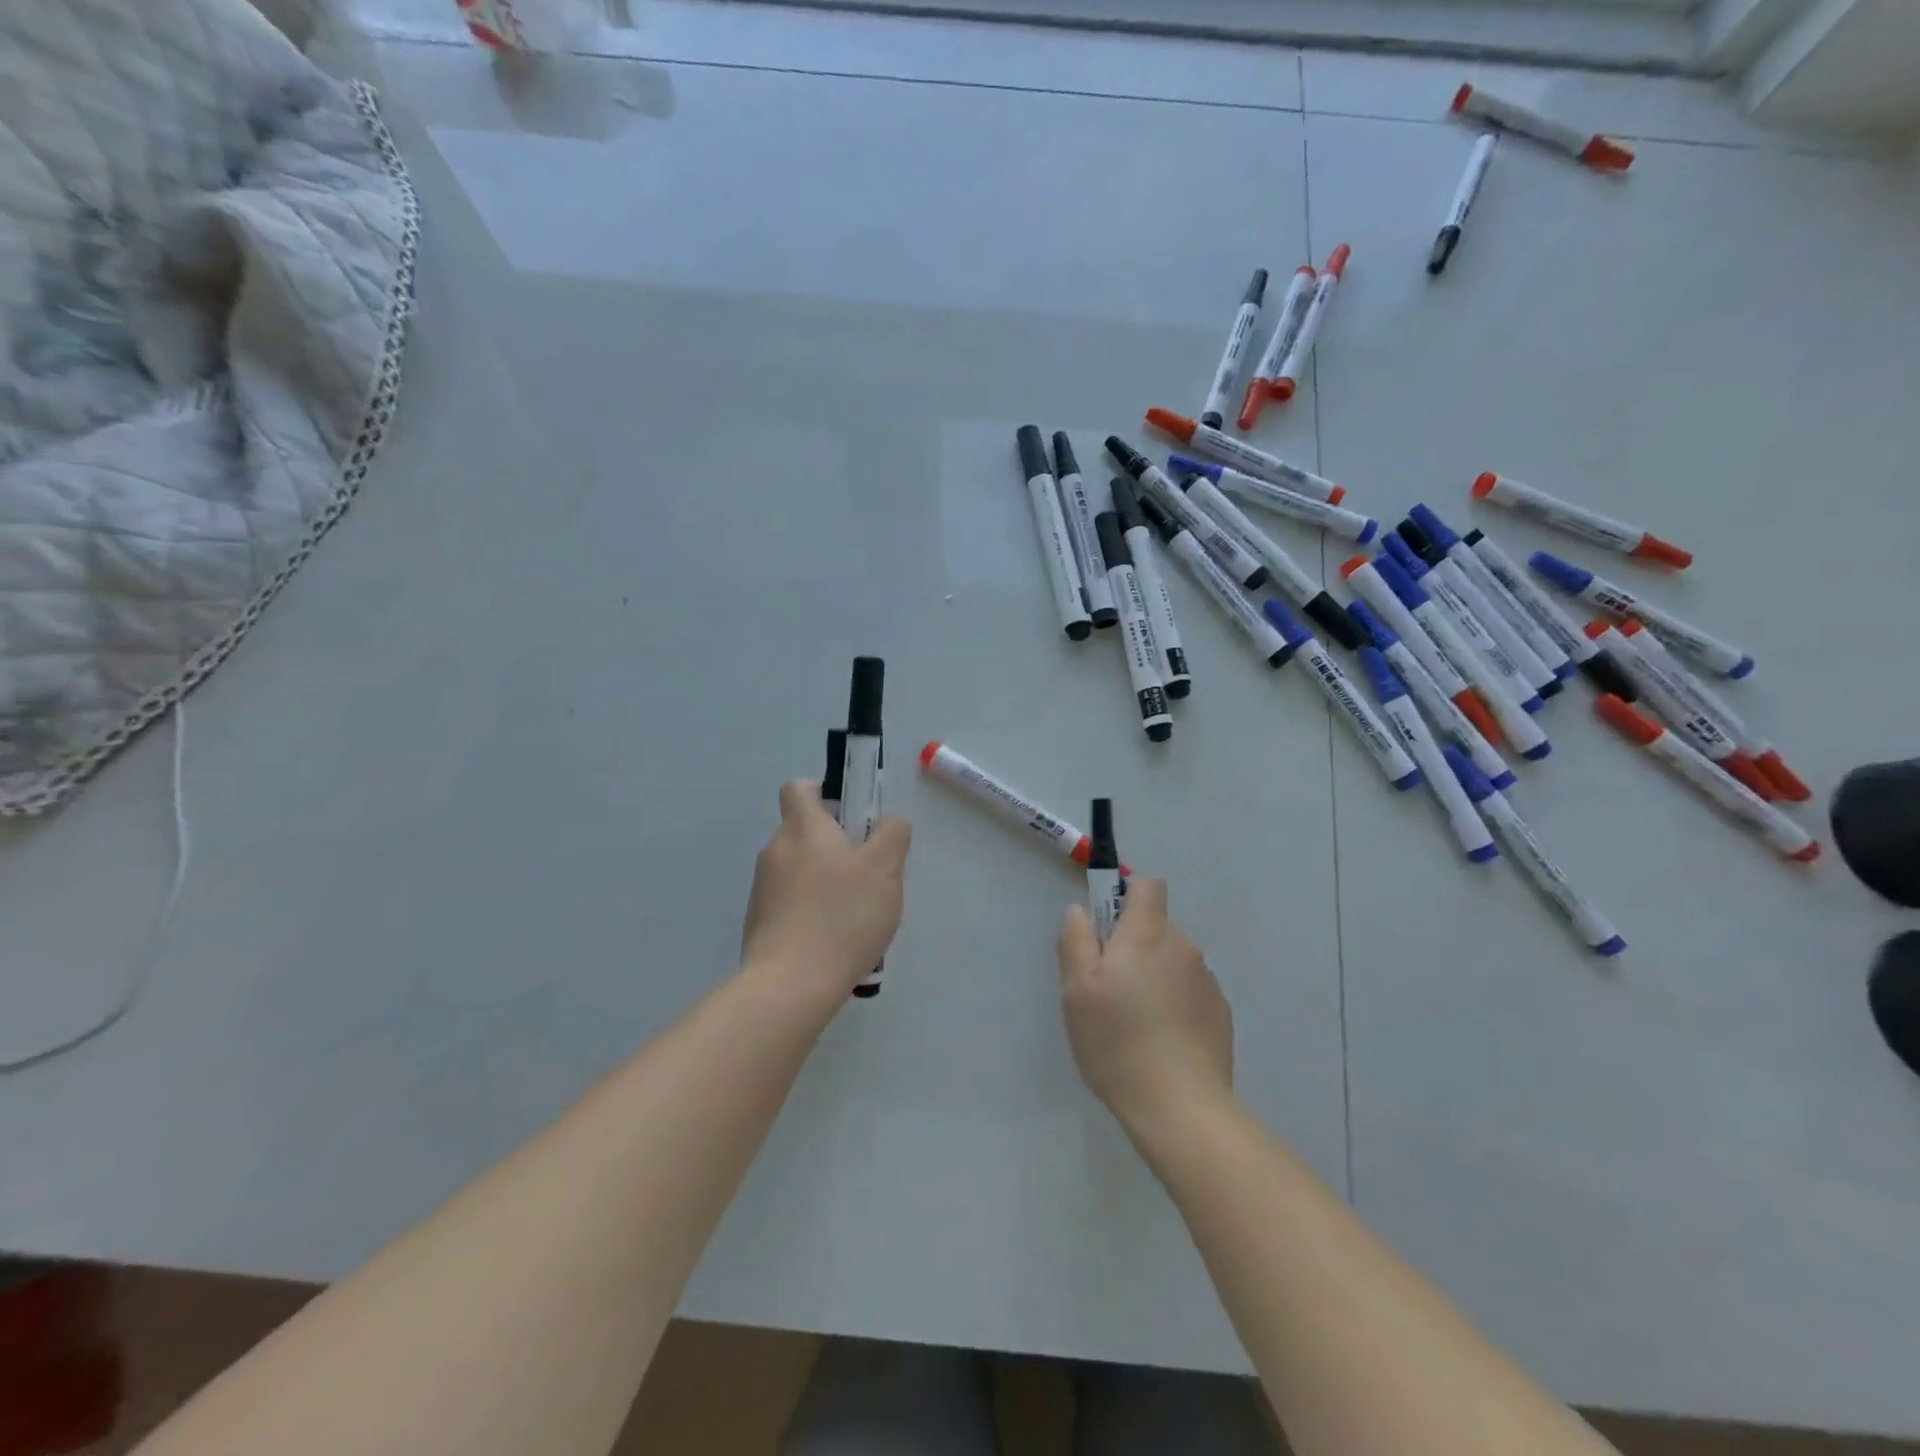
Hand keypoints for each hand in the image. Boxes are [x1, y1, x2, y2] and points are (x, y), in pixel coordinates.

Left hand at [741, 780, 910, 1001]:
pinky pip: (791, 903)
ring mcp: (762, 889)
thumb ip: (892, 835)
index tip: (851, 817)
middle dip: (836, 847)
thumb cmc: (842, 916)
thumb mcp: (885, 870)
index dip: (824, 793)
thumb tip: (889, 822)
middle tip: (869, 875)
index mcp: (803, 828)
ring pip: (800, 870)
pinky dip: (812, 911)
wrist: (790, 985)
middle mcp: (775, 850)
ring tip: (856, 916)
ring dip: (826, 882)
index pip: (799, 788)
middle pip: (805, 832)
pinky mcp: (759, 922)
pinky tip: (835, 941)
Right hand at [1057, 879, 1232, 1132]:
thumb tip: (1080, 910)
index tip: (1107, 930)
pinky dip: (1175, 1004)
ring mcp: (1207, 981)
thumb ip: (1076, 940)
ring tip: (1134, 1023)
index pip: (1148, 886)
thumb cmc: (1118, 1041)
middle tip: (1108, 990)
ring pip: (1172, 961)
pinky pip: (1190, 992)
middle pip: (1156, 927)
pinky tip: (1161, 1042)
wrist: (1181, 1108)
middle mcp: (1184, 947)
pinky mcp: (1221, 1014)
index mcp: (1148, 934)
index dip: (1127, 896)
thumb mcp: (1076, 990)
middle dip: (1133, 946)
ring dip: (1154, 976)